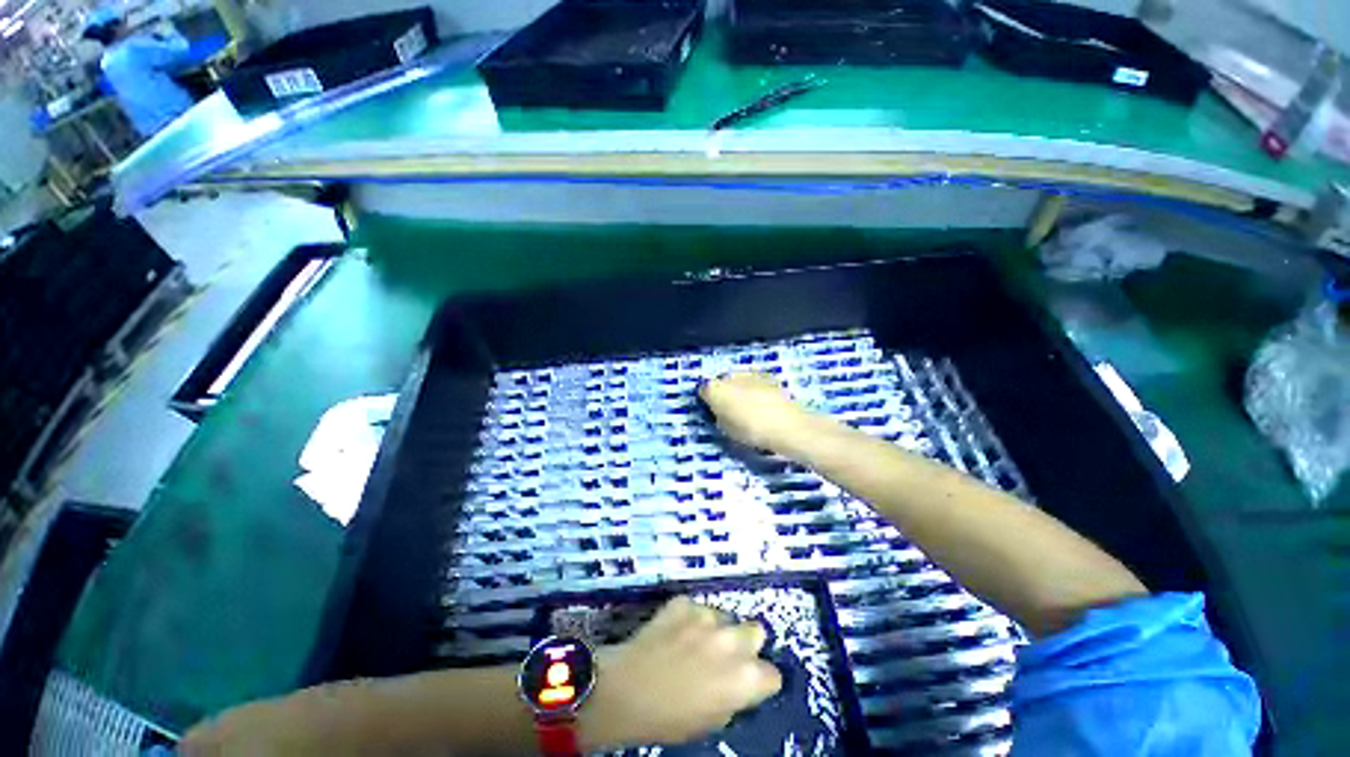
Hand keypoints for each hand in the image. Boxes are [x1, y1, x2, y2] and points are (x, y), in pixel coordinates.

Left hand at [582, 597, 782, 748]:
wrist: (626, 690)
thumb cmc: (670, 718)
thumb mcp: (713, 720)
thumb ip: (734, 695)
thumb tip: (738, 682)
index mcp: (745, 676)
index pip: (772, 674)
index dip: (760, 681)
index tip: (747, 684)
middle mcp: (733, 640)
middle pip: (756, 632)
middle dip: (745, 644)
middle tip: (724, 657)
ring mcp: (707, 615)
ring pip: (725, 616)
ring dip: (717, 629)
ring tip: (693, 644)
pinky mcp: (685, 602)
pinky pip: (696, 608)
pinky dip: (690, 618)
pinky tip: (674, 632)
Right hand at [700, 373, 816, 451]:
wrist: (788, 426)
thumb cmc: (752, 431)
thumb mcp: (726, 429)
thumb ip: (718, 415)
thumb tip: (719, 410)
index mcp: (716, 389)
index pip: (703, 389)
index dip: (706, 399)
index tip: (711, 410)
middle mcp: (731, 376)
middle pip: (721, 381)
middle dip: (723, 391)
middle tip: (729, 408)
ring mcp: (751, 373)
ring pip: (738, 379)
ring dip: (739, 388)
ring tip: (747, 406)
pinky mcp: (768, 376)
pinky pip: (754, 381)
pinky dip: (754, 389)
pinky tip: (762, 402)